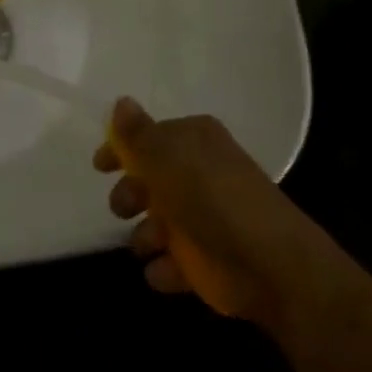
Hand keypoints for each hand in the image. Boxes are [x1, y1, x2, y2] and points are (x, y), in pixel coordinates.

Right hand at [94, 99, 339, 329]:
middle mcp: (199, 174)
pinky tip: (168, 269)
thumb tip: (121, 101)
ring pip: (156, 224)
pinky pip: (171, 262)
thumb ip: (138, 134)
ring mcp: (203, 219)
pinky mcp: (206, 261)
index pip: (149, 136)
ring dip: (145, 236)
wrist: (271, 266)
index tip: (100, 166)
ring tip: (154, 244)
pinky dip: (164, 268)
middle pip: (148, 181)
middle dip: (130, 196)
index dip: (122, 149)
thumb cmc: (214, 200)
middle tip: (127, 207)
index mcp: (194, 141)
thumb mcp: (169, 159)